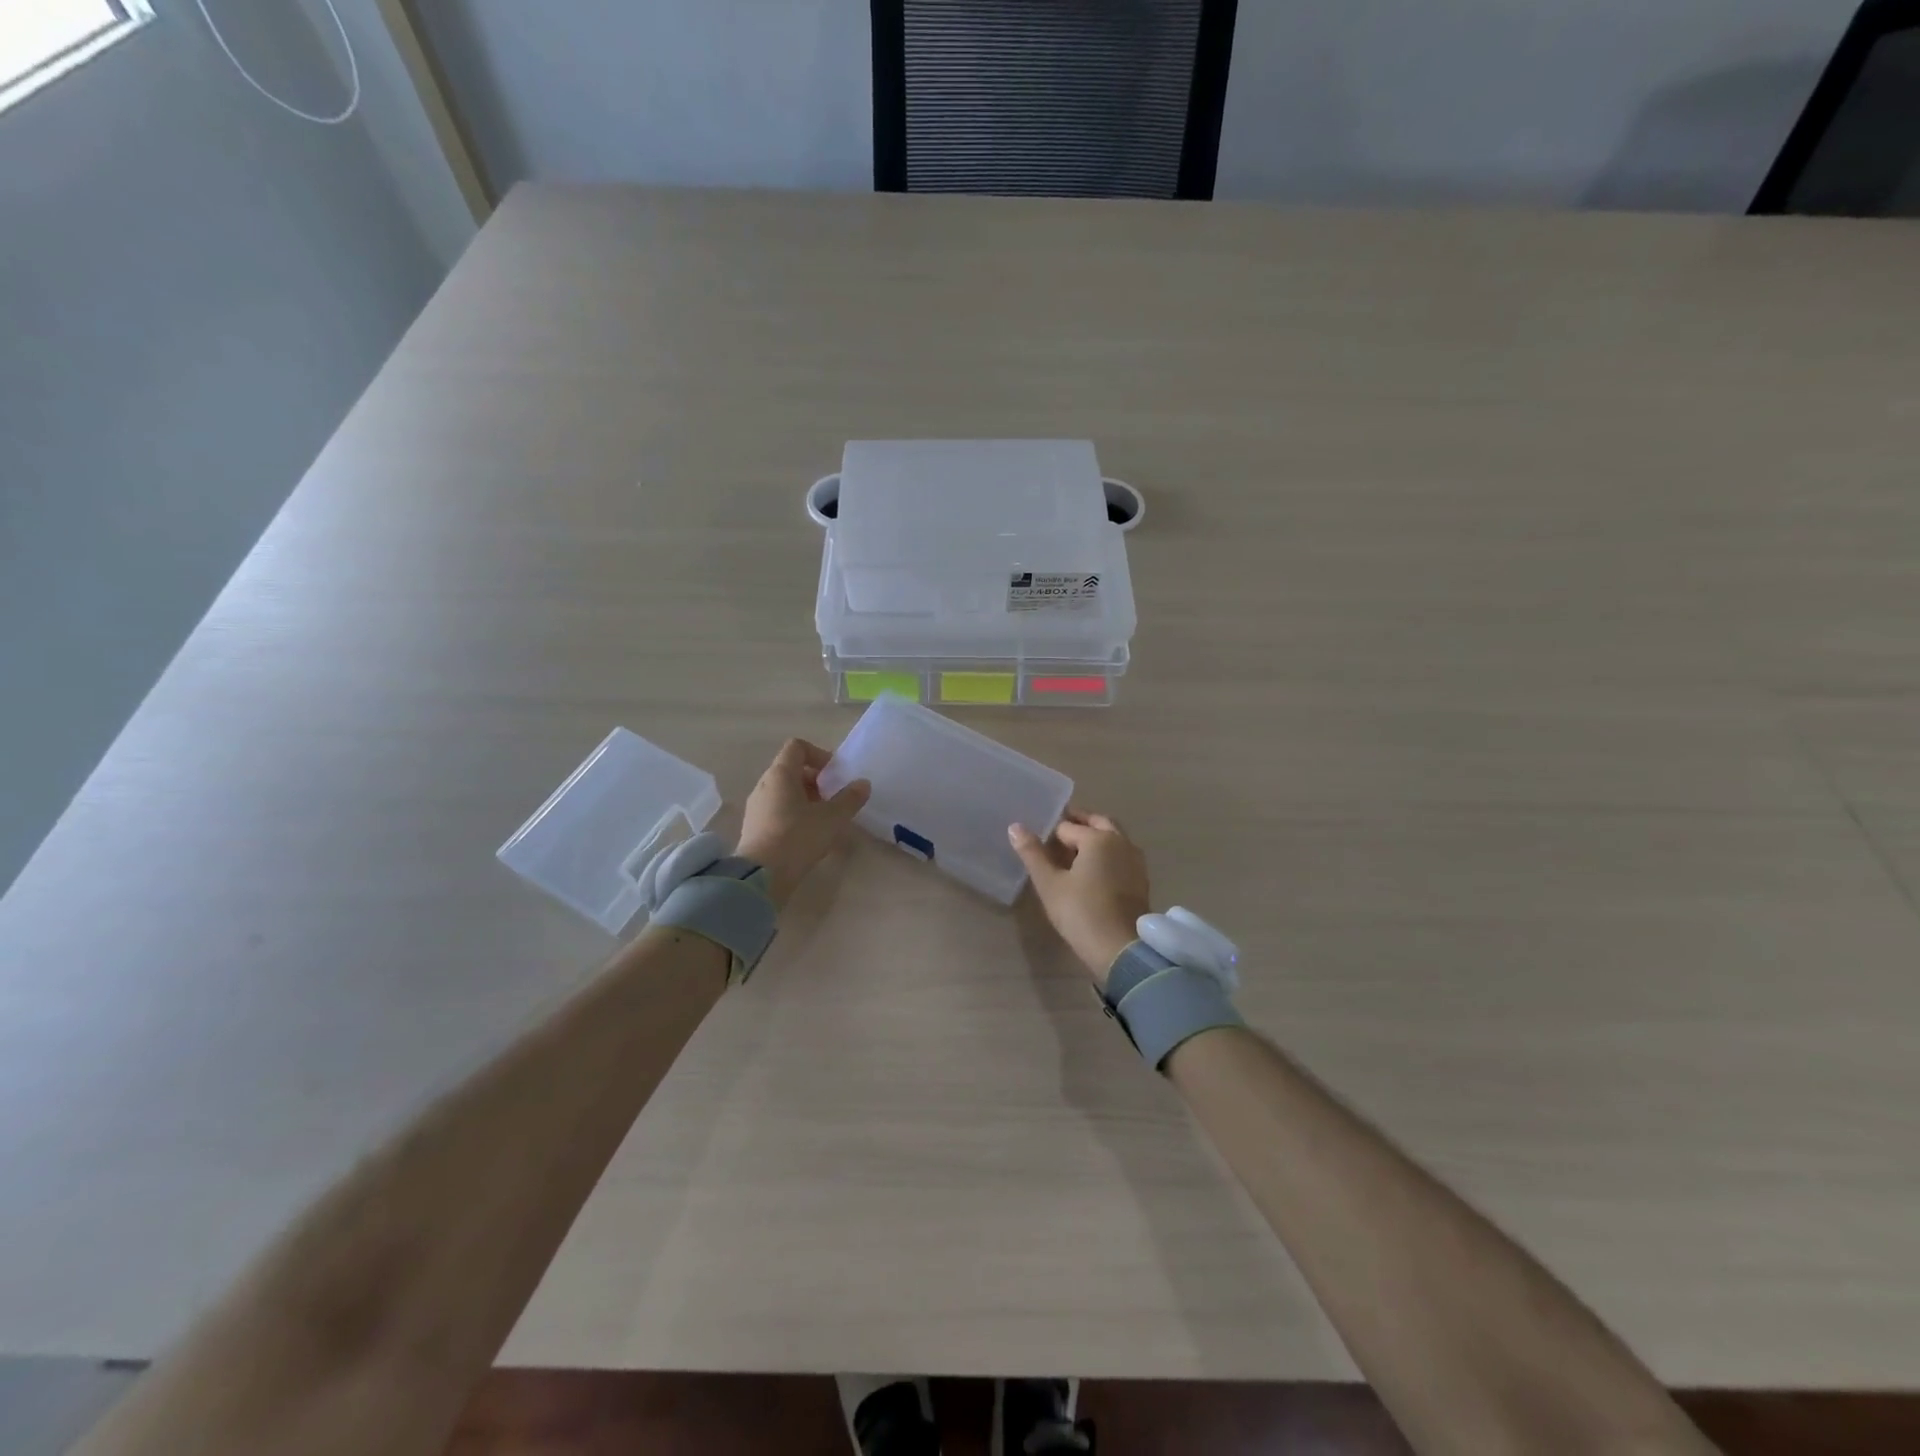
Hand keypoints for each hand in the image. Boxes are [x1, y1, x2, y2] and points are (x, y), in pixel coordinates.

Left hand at [737, 739, 870, 907]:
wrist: (761, 876)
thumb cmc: (798, 838)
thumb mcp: (832, 818)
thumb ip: (850, 799)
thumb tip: (863, 783)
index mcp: (781, 774)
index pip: (797, 747)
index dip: (819, 754)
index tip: (834, 774)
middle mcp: (764, 784)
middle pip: (790, 769)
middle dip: (815, 780)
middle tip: (832, 798)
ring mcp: (756, 806)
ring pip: (783, 791)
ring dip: (805, 798)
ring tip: (823, 818)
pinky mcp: (753, 827)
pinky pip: (776, 809)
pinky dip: (793, 813)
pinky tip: (806, 834)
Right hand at [1009, 809, 1150, 987]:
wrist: (1121, 949)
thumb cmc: (1081, 913)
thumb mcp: (1049, 884)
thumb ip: (1032, 853)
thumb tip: (1015, 826)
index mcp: (1098, 838)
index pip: (1067, 826)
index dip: (1051, 834)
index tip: (1039, 841)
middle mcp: (1121, 841)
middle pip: (1097, 822)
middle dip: (1078, 822)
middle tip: (1057, 833)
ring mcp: (1135, 860)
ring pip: (1113, 837)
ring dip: (1095, 836)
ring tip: (1073, 852)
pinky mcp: (1141, 878)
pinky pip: (1121, 854)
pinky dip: (1107, 853)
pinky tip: (1094, 871)